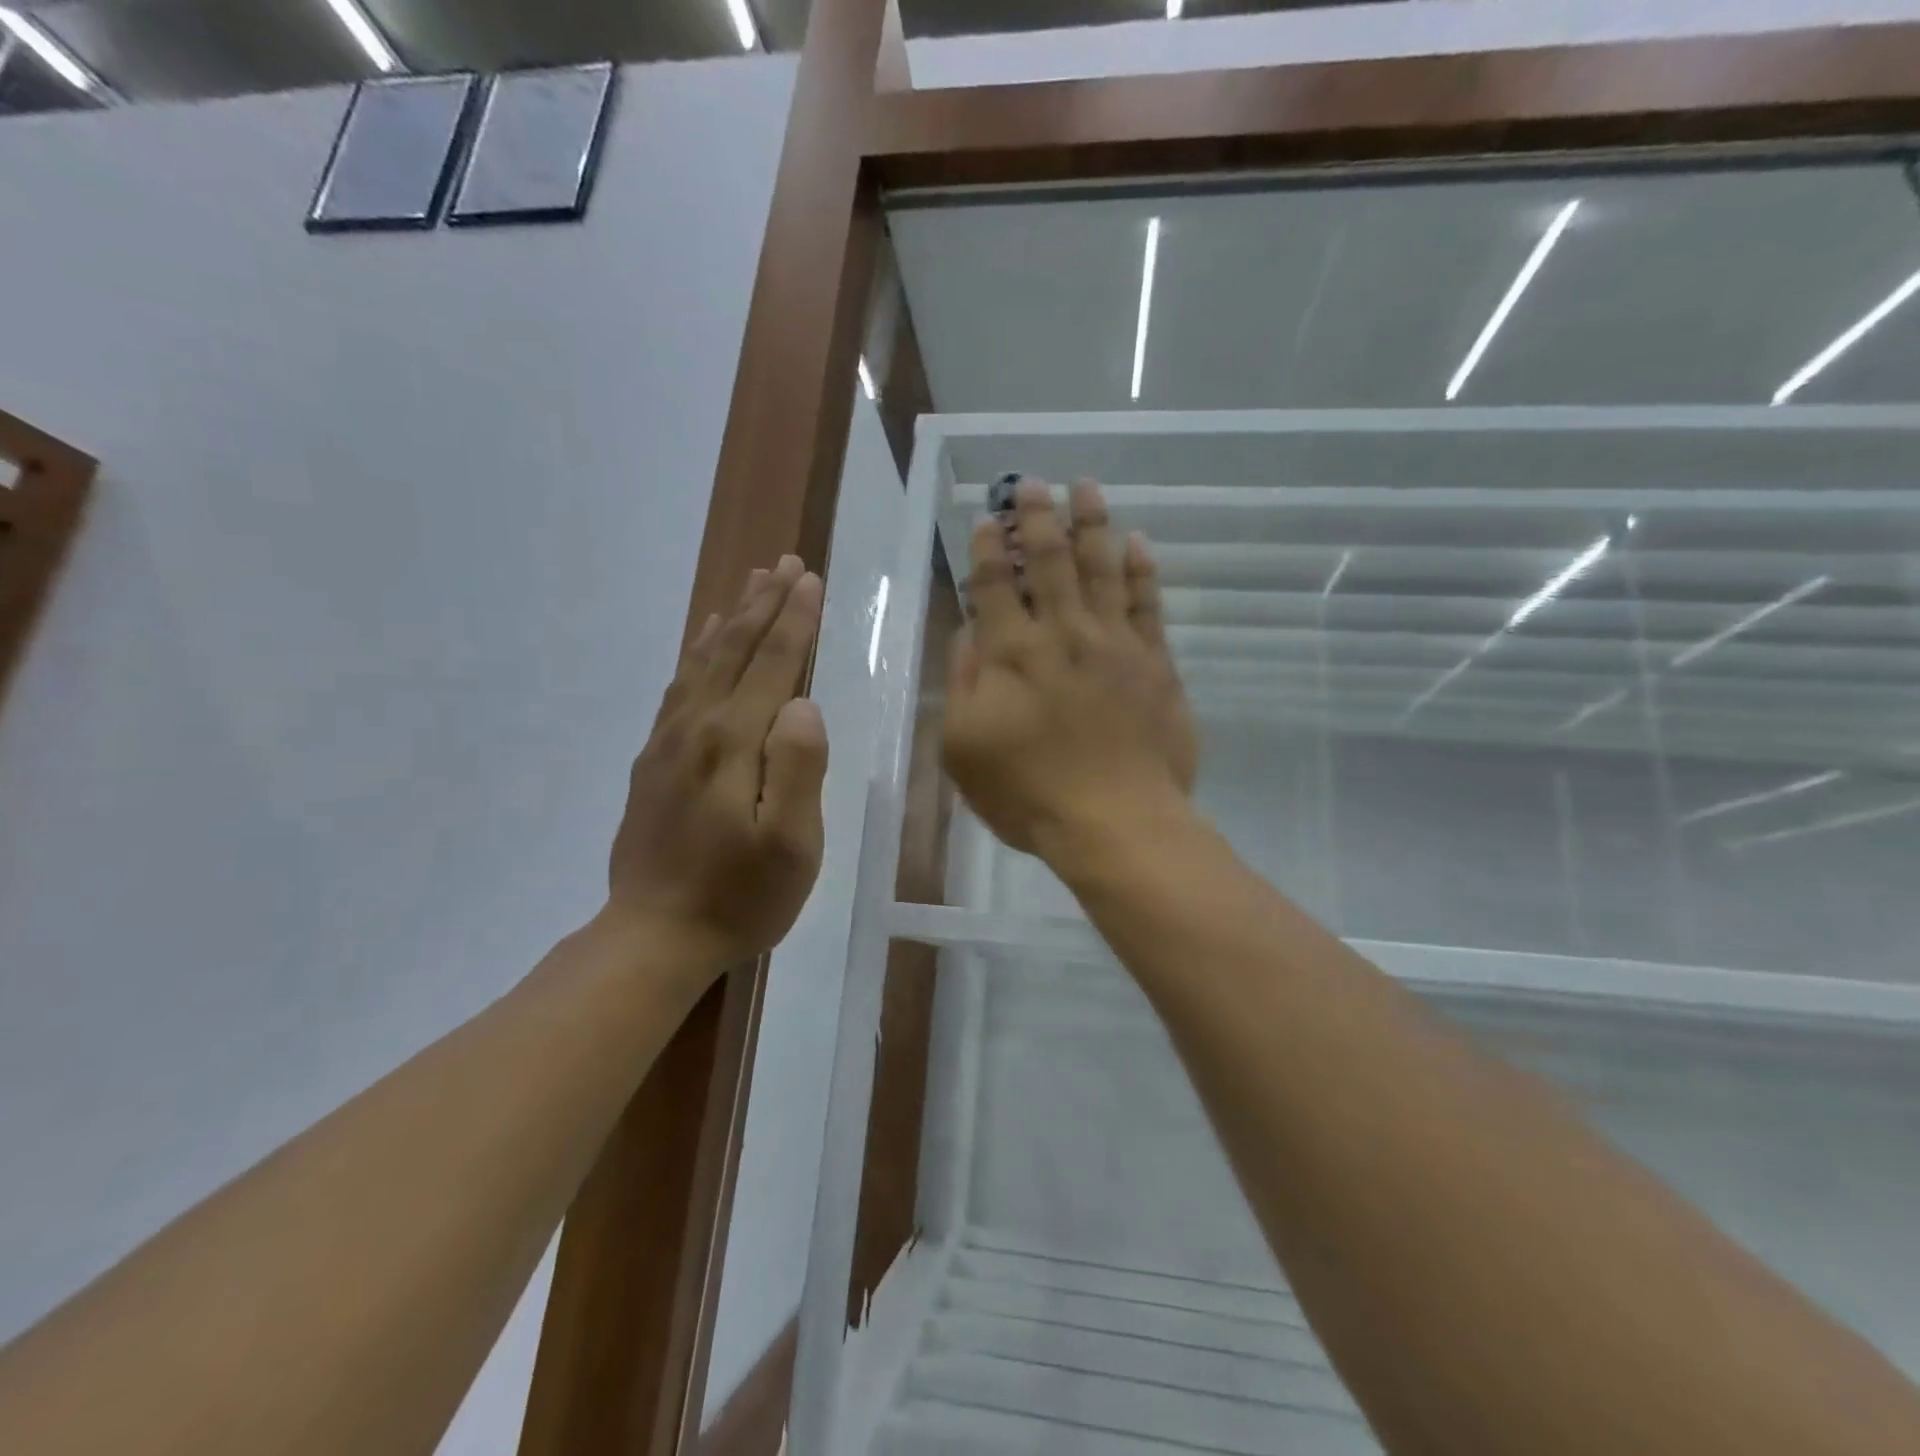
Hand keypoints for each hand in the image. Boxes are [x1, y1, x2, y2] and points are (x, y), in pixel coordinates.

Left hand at [608, 556, 828, 974]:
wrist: (653, 937)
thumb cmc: (740, 897)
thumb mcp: (792, 845)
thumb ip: (799, 769)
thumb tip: (804, 705)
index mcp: (734, 744)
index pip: (772, 665)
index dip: (795, 621)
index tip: (810, 579)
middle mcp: (697, 728)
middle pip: (735, 651)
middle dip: (764, 604)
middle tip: (785, 563)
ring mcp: (668, 743)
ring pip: (704, 662)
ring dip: (732, 619)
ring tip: (751, 585)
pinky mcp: (654, 761)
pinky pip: (679, 688)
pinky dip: (698, 654)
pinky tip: (706, 642)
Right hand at [943, 479, 1197, 864]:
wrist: (1116, 822)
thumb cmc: (1029, 793)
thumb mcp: (965, 747)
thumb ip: (964, 682)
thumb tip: (968, 632)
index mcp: (1012, 653)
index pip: (994, 585)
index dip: (986, 548)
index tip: (985, 517)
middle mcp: (1062, 633)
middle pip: (1048, 561)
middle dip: (1036, 517)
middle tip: (1032, 482)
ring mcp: (1114, 643)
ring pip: (1101, 568)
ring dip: (1090, 524)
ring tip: (1085, 487)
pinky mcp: (1155, 662)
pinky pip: (1148, 603)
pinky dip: (1141, 570)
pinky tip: (1137, 542)